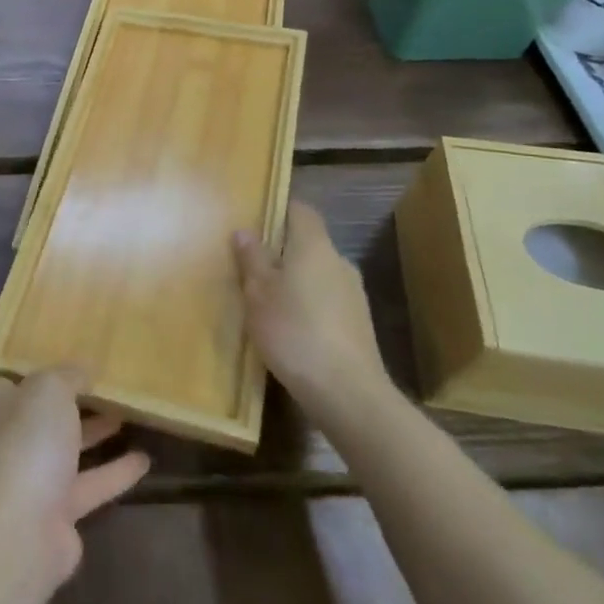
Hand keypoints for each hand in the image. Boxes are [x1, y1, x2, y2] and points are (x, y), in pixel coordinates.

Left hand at [0, 368, 150, 586]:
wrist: (21, 530)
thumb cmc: (28, 441)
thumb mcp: (50, 388)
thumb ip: (68, 375)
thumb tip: (83, 369)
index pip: (16, 379)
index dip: (43, 370)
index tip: (74, 363)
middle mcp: (5, 439)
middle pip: (43, 414)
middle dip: (73, 403)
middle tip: (107, 387)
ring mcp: (28, 478)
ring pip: (66, 449)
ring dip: (95, 434)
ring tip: (128, 416)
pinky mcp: (54, 513)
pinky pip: (88, 484)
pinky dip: (114, 472)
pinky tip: (144, 460)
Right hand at [234, 202, 394, 421]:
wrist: (347, 393)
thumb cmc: (294, 331)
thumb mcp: (258, 294)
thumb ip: (252, 259)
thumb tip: (245, 230)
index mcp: (315, 246)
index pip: (301, 211)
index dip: (280, 210)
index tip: (256, 221)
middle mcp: (339, 262)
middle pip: (309, 243)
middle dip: (283, 251)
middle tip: (252, 266)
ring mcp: (354, 294)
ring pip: (319, 274)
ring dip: (296, 281)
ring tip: (268, 301)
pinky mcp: (359, 325)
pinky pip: (328, 301)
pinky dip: (310, 306)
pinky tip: (292, 329)